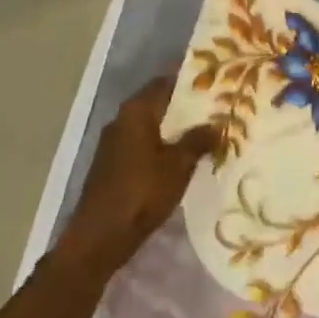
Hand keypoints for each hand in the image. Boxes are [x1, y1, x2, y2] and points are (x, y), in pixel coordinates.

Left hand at [58, 76, 215, 273]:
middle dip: (186, 106)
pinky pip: (144, 145)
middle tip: (218, 108)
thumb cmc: (142, 191)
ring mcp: (114, 144)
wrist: (100, 236)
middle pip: (158, 104)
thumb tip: (217, 124)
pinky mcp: (113, 165)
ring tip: (207, 133)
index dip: (190, 80)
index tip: (215, 81)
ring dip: (175, 129)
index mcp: (136, 111)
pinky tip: (183, 157)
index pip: (165, 82)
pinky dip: (163, 146)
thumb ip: (198, 140)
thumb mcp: (178, 164)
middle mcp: (122, 120)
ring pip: (151, 126)